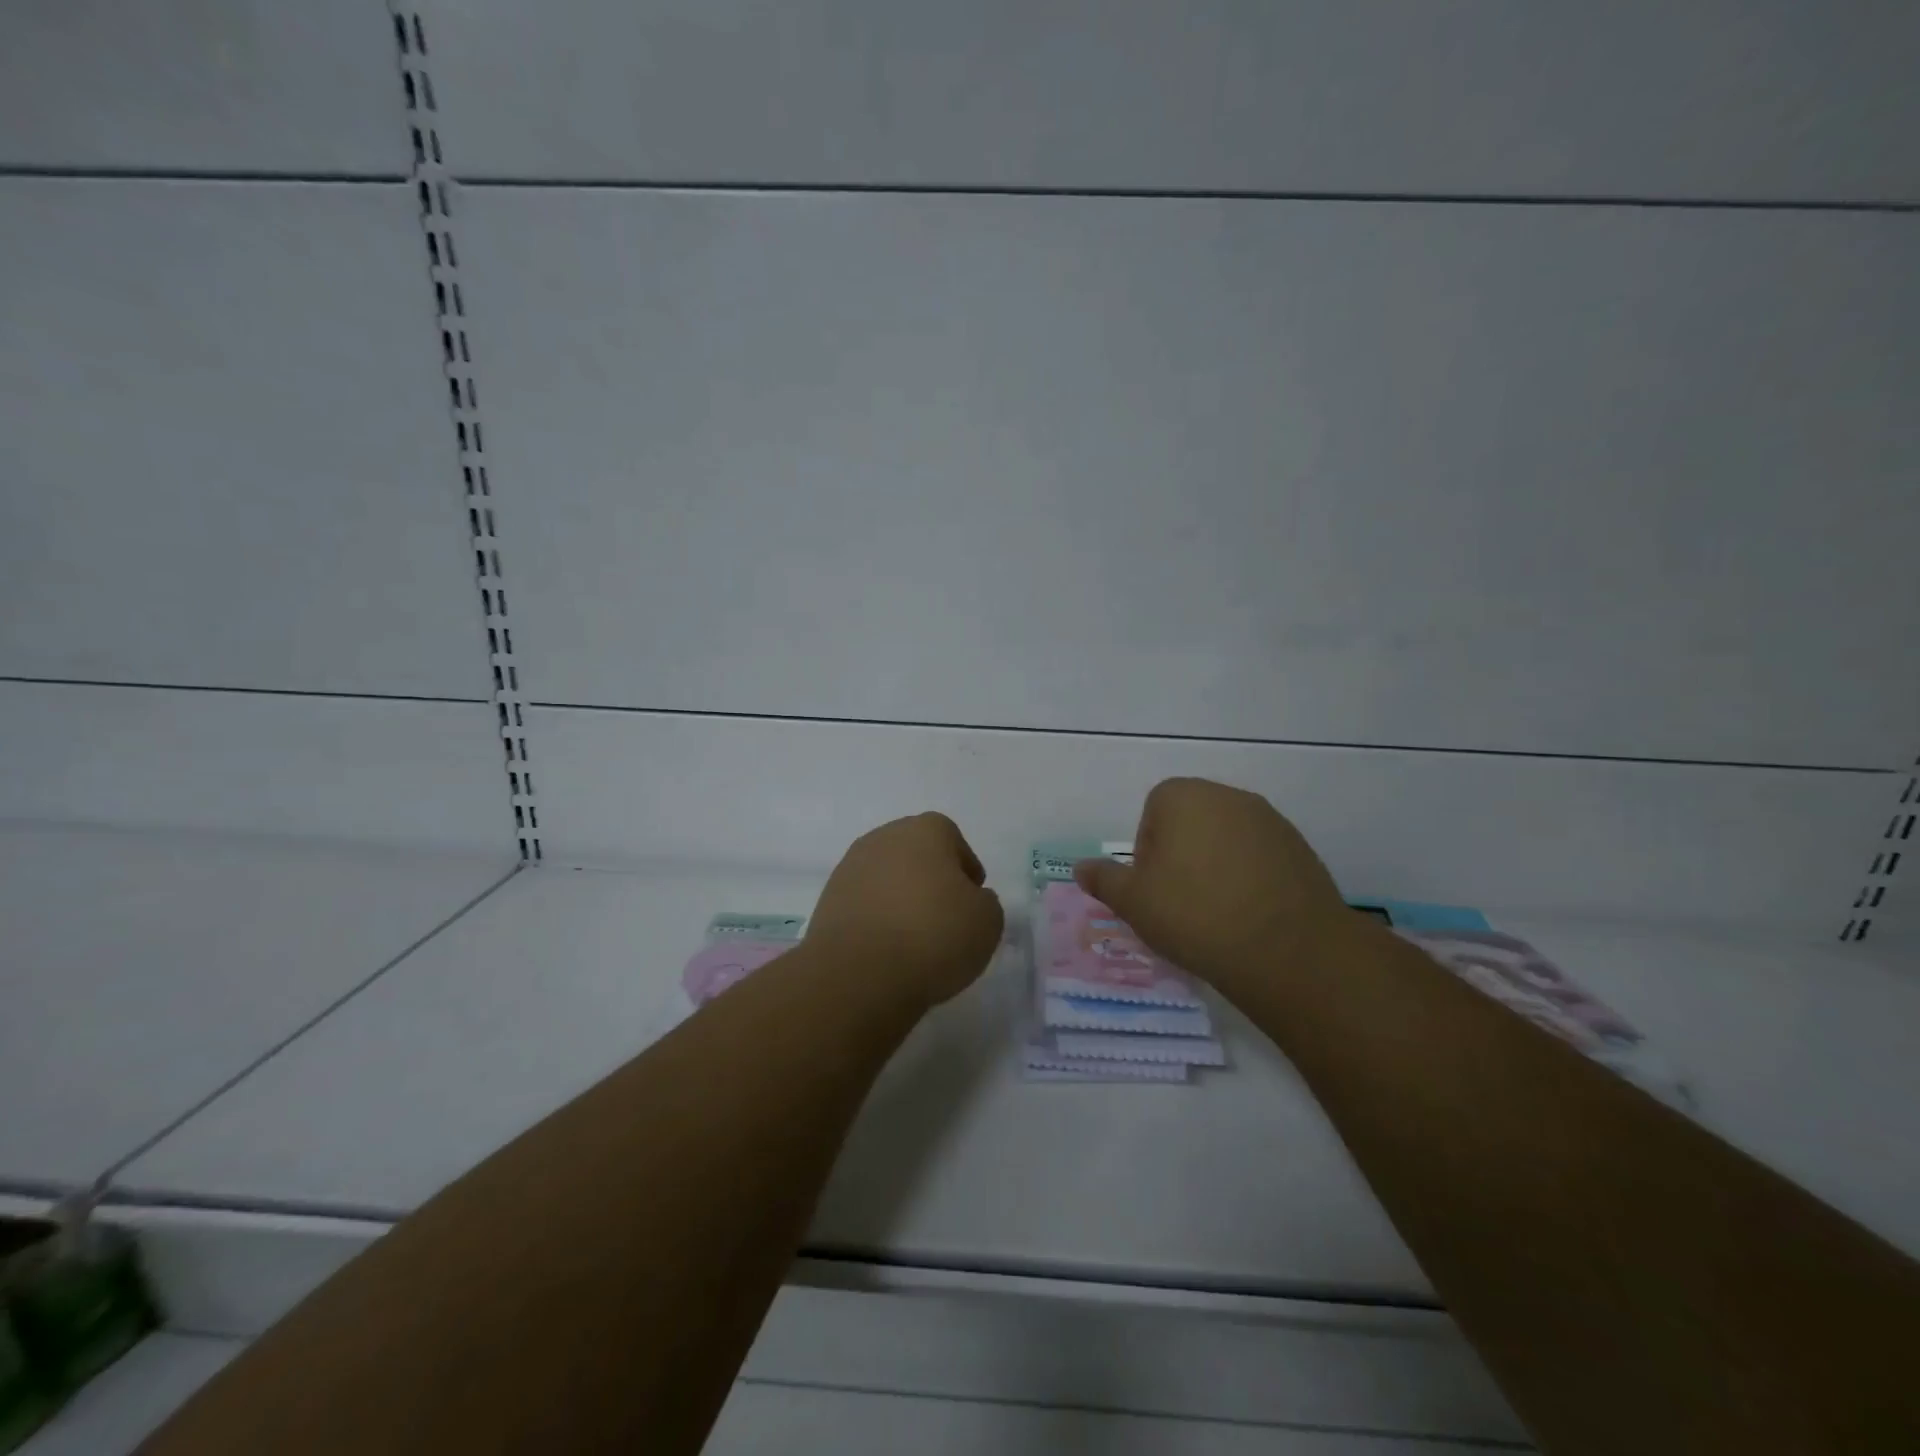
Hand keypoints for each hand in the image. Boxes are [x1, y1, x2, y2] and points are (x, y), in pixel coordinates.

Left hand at [808, 813, 1004, 1006]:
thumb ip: (984, 902)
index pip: (951, 838)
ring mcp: (849, 868)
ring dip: (900, 899)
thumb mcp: (988, 921)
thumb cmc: (933, 935)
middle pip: (915, 853)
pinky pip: (864, 904)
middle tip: (946, 916)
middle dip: (930, 879)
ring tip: (915, 939)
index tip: (972, 898)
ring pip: (886, 878)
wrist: (859, 973)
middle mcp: (883, 838)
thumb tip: (969, 900)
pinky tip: (888, 949)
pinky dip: (877, 920)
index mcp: (924, 830)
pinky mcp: (828, 901)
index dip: (965, 867)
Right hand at [1074, 778, 1352, 993]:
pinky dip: (1250, 878)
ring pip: (1226, 840)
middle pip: (1190, 822)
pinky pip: (1260, 858)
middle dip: (1181, 856)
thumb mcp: (1133, 902)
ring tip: (1217, 913)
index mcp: (1183, 796)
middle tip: (1180, 903)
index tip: (1154, 889)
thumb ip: (1104, 880)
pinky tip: (1250, 915)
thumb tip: (1081, 868)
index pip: (1152, 813)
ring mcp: (1270, 820)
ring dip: (1216, 866)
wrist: (1288, 950)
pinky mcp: (1300, 848)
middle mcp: (1228, 796)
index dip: (1147, 853)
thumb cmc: (1195, 915)